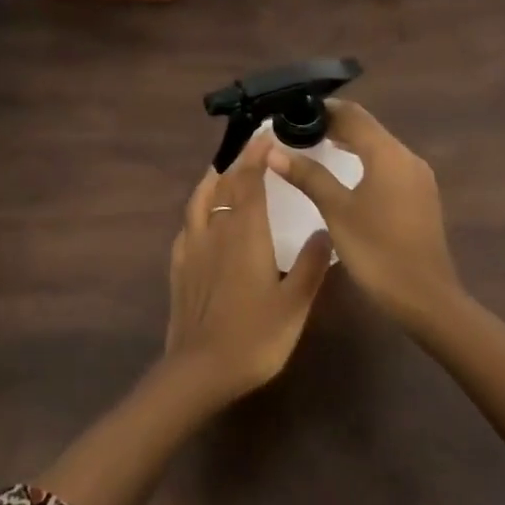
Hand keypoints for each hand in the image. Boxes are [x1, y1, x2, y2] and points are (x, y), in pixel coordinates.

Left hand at [165, 131, 331, 404]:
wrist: (200, 370)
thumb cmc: (255, 337)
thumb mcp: (294, 304)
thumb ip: (310, 265)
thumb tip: (324, 230)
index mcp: (246, 233)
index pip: (250, 181)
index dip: (256, 155)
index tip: (265, 135)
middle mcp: (216, 231)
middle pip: (224, 185)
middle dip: (238, 162)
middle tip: (251, 147)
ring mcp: (193, 248)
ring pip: (200, 201)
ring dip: (212, 180)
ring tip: (221, 170)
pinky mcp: (179, 267)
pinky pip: (187, 225)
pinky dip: (196, 210)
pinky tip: (200, 218)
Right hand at [266, 99, 463, 331]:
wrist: (426, 298)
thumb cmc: (377, 251)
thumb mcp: (336, 211)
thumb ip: (308, 176)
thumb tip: (273, 150)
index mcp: (388, 154)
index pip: (353, 114)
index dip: (323, 108)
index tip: (293, 111)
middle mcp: (407, 157)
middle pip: (368, 128)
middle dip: (334, 124)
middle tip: (298, 128)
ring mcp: (418, 178)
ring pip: (379, 146)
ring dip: (350, 142)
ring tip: (315, 145)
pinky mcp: (420, 196)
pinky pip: (388, 165)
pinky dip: (364, 160)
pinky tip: (346, 174)